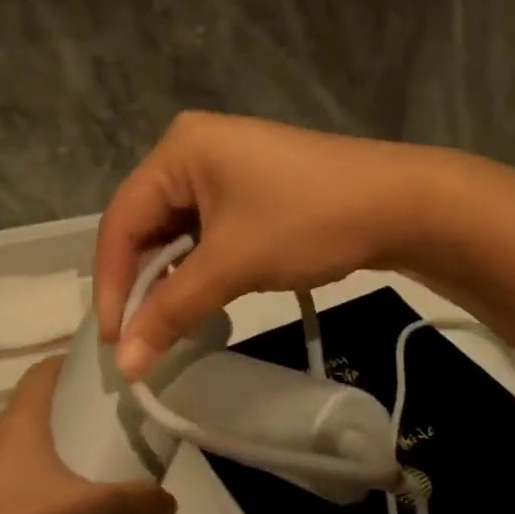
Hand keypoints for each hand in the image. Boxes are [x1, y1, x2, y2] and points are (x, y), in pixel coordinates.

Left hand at [0, 358, 176, 513]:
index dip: (67, 365)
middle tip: (95, 438)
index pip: (40, 373)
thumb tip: (168, 503)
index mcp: (17, 426)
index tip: (94, 374)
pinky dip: (16, 502)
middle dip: (61, 422)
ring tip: (70, 490)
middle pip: (27, 416)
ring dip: (37, 466)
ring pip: (8, 459)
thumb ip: (140, 502)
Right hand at [95, 112, 429, 378]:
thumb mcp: (232, 265)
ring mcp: (224, 162)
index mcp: (178, 149)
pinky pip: (205, 225)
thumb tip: (125, 366)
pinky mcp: (249, 182)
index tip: (114, 342)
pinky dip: (199, 263)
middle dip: (141, 281)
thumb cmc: (307, 222)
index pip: (122, 220)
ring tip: (166, 323)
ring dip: (171, 276)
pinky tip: (200, 294)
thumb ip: (171, 311)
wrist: (402, 204)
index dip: (112, 283)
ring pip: (176, 228)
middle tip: (138, 337)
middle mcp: (192, 147)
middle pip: (146, 222)